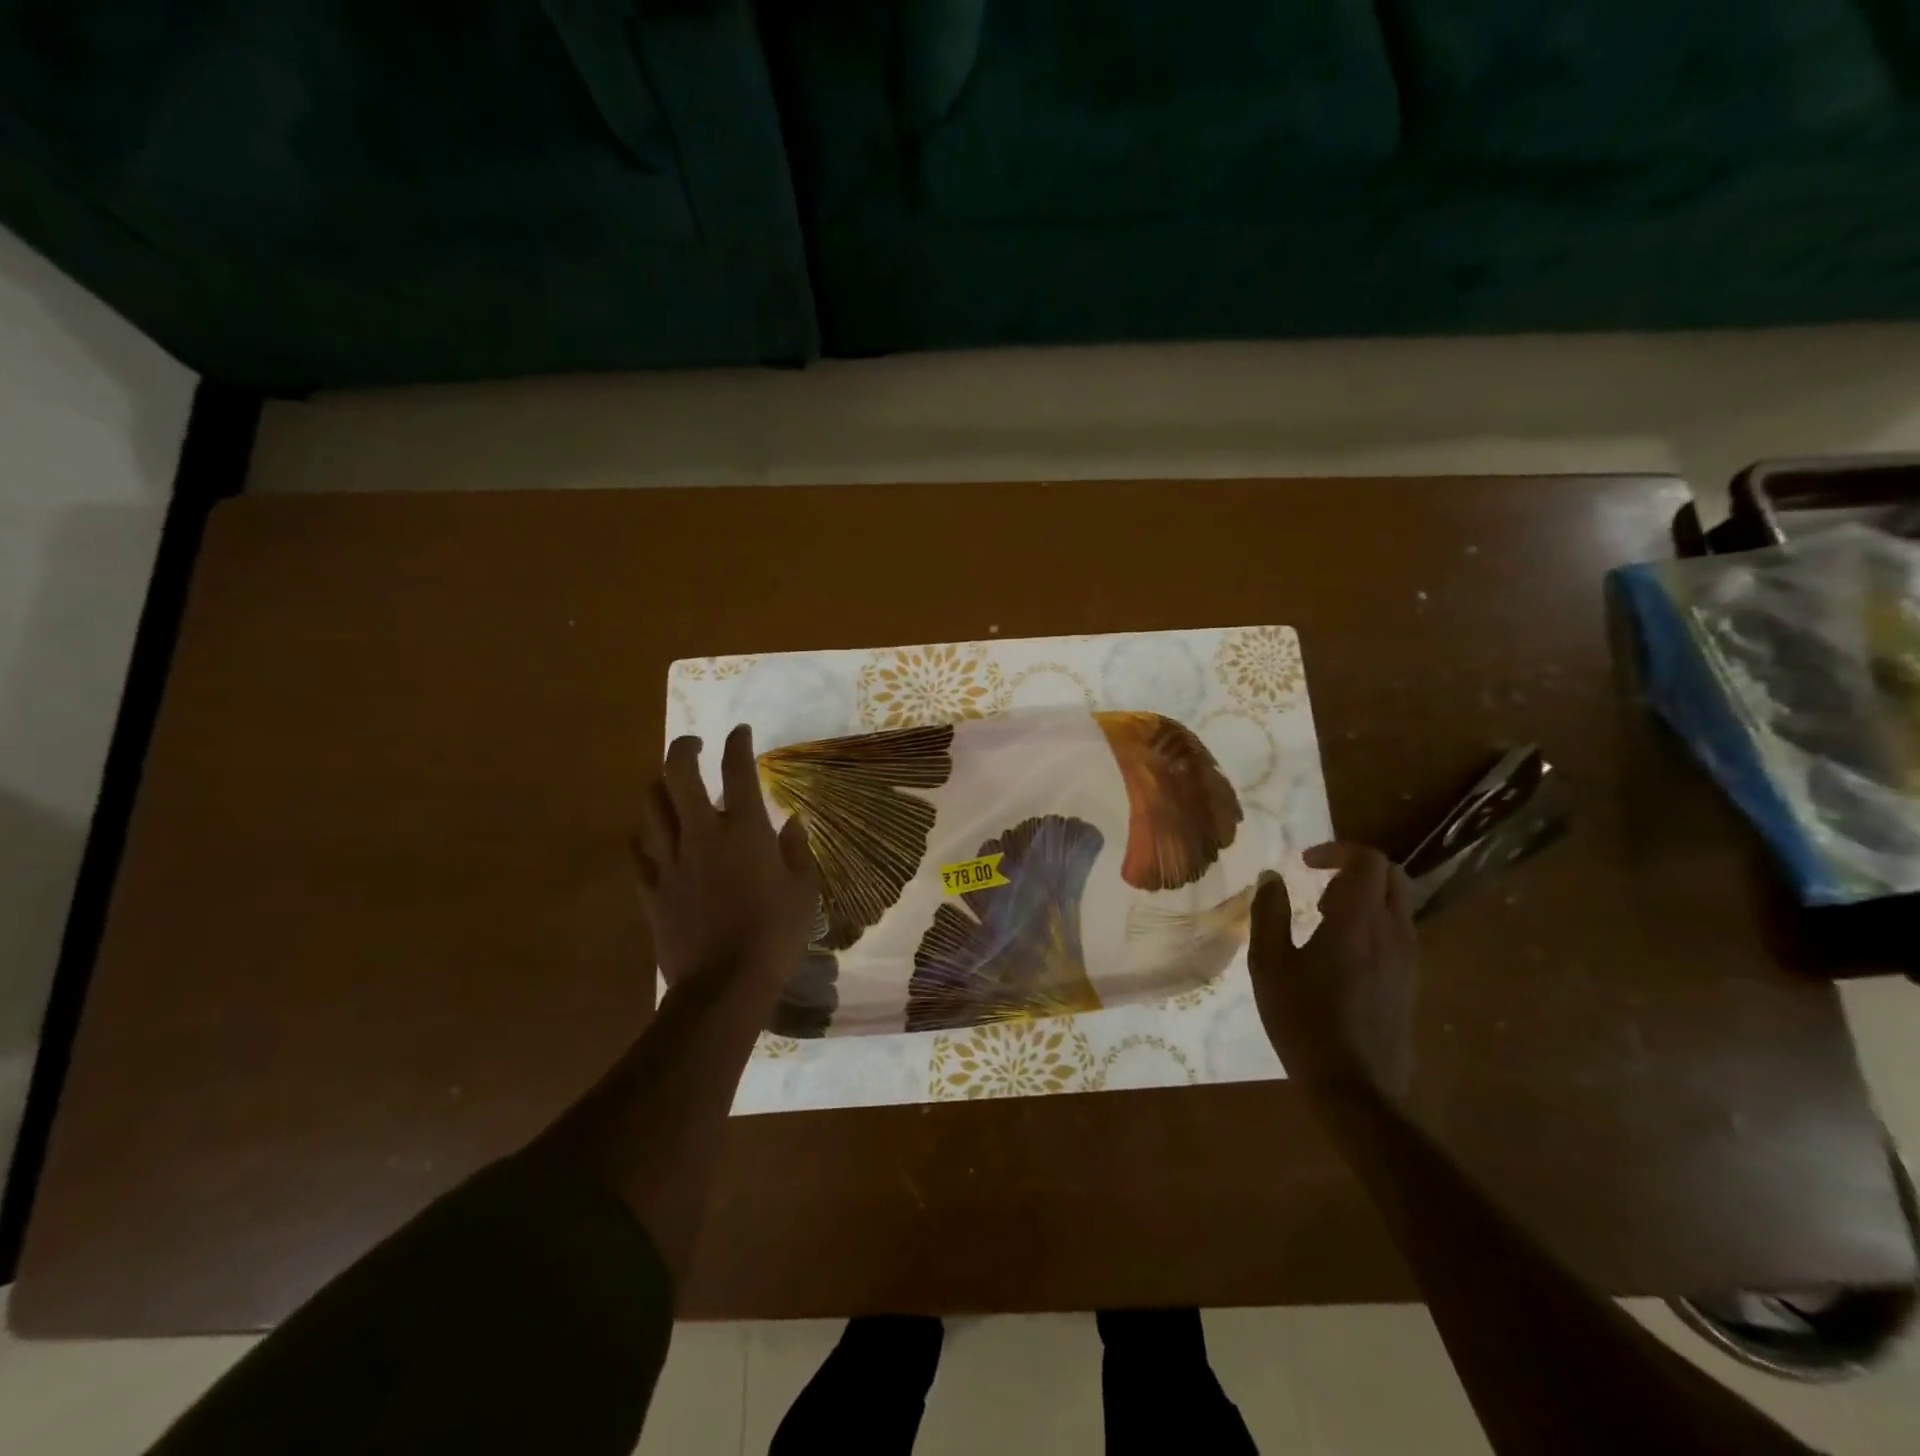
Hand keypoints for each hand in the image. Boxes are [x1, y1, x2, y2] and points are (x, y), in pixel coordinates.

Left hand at [633, 725, 817, 989]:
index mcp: (744, 831)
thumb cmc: (775, 935)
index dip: (738, 744)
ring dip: (660, 786)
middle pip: (678, 774)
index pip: (737, 771)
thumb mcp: (804, 890)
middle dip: (684, 749)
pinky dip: (645, 834)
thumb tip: (792, 822)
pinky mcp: (651, 888)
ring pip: (650, 806)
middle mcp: (702, 834)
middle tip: (694, 745)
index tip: (740, 732)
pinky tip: (654, 837)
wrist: (724, 985)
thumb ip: (797, 850)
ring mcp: (670, 860)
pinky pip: (637, 850)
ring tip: (671, 786)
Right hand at [1248, 842, 1418, 1100]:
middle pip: (1391, 875)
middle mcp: (1392, 932)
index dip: (1336, 850)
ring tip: (1323, 916)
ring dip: (1364, 894)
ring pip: (1398, 903)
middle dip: (1353, 867)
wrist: (1355, 1088)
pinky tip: (1341, 950)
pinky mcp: (1410, 981)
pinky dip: (1372, 920)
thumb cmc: (1303, 1020)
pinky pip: (1398, 930)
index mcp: (1358, 921)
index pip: (1367, 860)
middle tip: (1316, 882)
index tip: (1304, 863)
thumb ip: (1269, 913)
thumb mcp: (1269, 964)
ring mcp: (1408, 958)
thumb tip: (1272, 878)